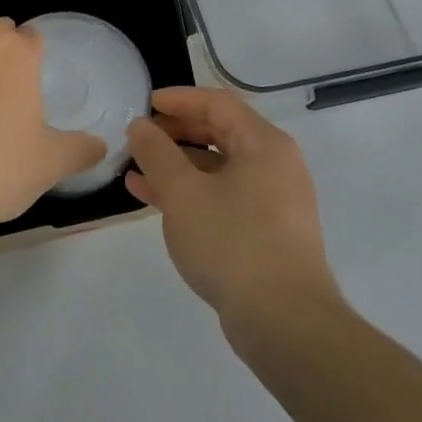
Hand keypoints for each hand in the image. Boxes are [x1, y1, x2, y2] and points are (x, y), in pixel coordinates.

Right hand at [125, 87, 342, 334]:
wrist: (285, 323)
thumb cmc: (233, 243)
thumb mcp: (183, 193)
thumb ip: (156, 153)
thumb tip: (140, 126)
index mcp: (264, 144)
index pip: (218, 103)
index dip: (180, 99)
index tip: (146, 103)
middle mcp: (274, 165)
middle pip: (220, 132)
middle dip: (176, 132)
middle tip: (140, 136)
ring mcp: (272, 201)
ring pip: (217, 168)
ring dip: (177, 165)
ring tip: (135, 169)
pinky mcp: (266, 232)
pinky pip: (222, 196)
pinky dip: (190, 192)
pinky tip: (153, 199)